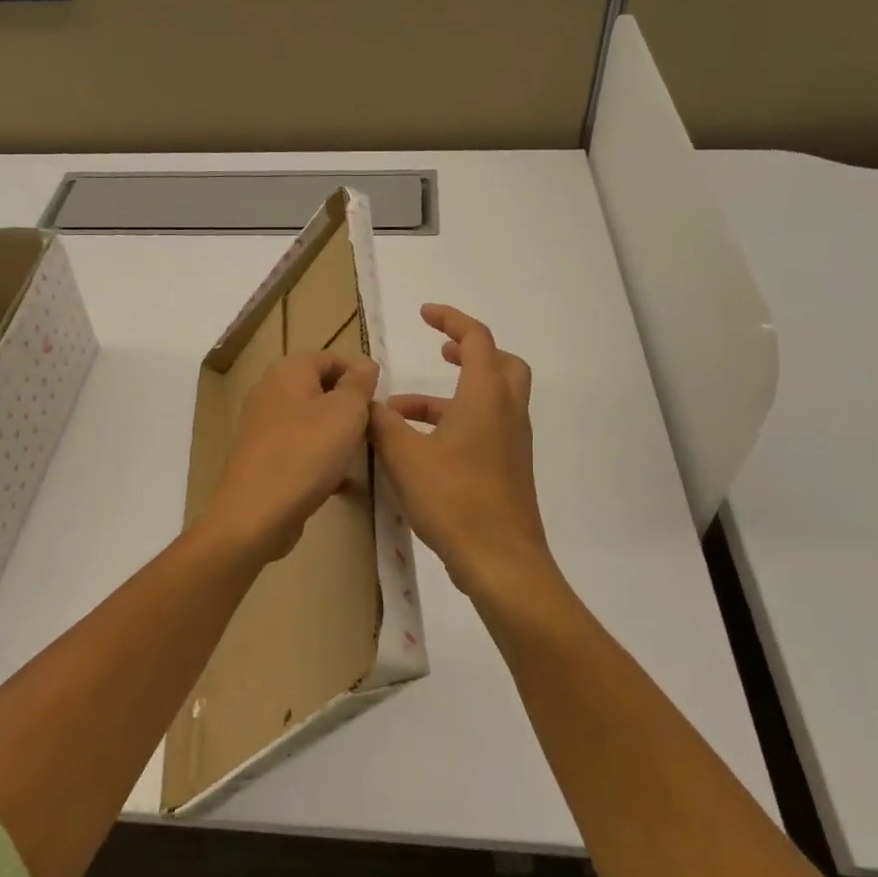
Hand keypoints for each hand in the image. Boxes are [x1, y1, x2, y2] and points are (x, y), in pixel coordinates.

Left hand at [200, 349, 381, 565]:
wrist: (257, 512)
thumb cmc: (307, 452)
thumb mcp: (346, 411)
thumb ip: (358, 384)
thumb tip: (364, 364)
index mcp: (288, 371)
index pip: (330, 357)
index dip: (358, 373)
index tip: (379, 400)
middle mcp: (269, 391)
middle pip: (318, 387)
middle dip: (347, 405)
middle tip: (370, 427)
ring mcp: (262, 425)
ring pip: (309, 419)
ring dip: (335, 432)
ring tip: (357, 452)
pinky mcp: (261, 456)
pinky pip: (298, 446)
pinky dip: (318, 456)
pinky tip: (337, 479)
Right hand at [369, 305, 556, 603]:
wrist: (501, 562)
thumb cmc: (454, 500)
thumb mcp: (406, 457)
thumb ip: (381, 424)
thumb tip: (366, 402)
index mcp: (485, 397)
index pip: (476, 339)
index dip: (451, 320)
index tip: (425, 314)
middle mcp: (506, 411)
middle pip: (500, 363)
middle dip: (469, 352)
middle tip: (439, 353)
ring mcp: (511, 442)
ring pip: (490, 399)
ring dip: (450, 395)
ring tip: (400, 412)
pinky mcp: (508, 467)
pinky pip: (485, 427)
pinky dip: (456, 422)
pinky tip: (419, 448)